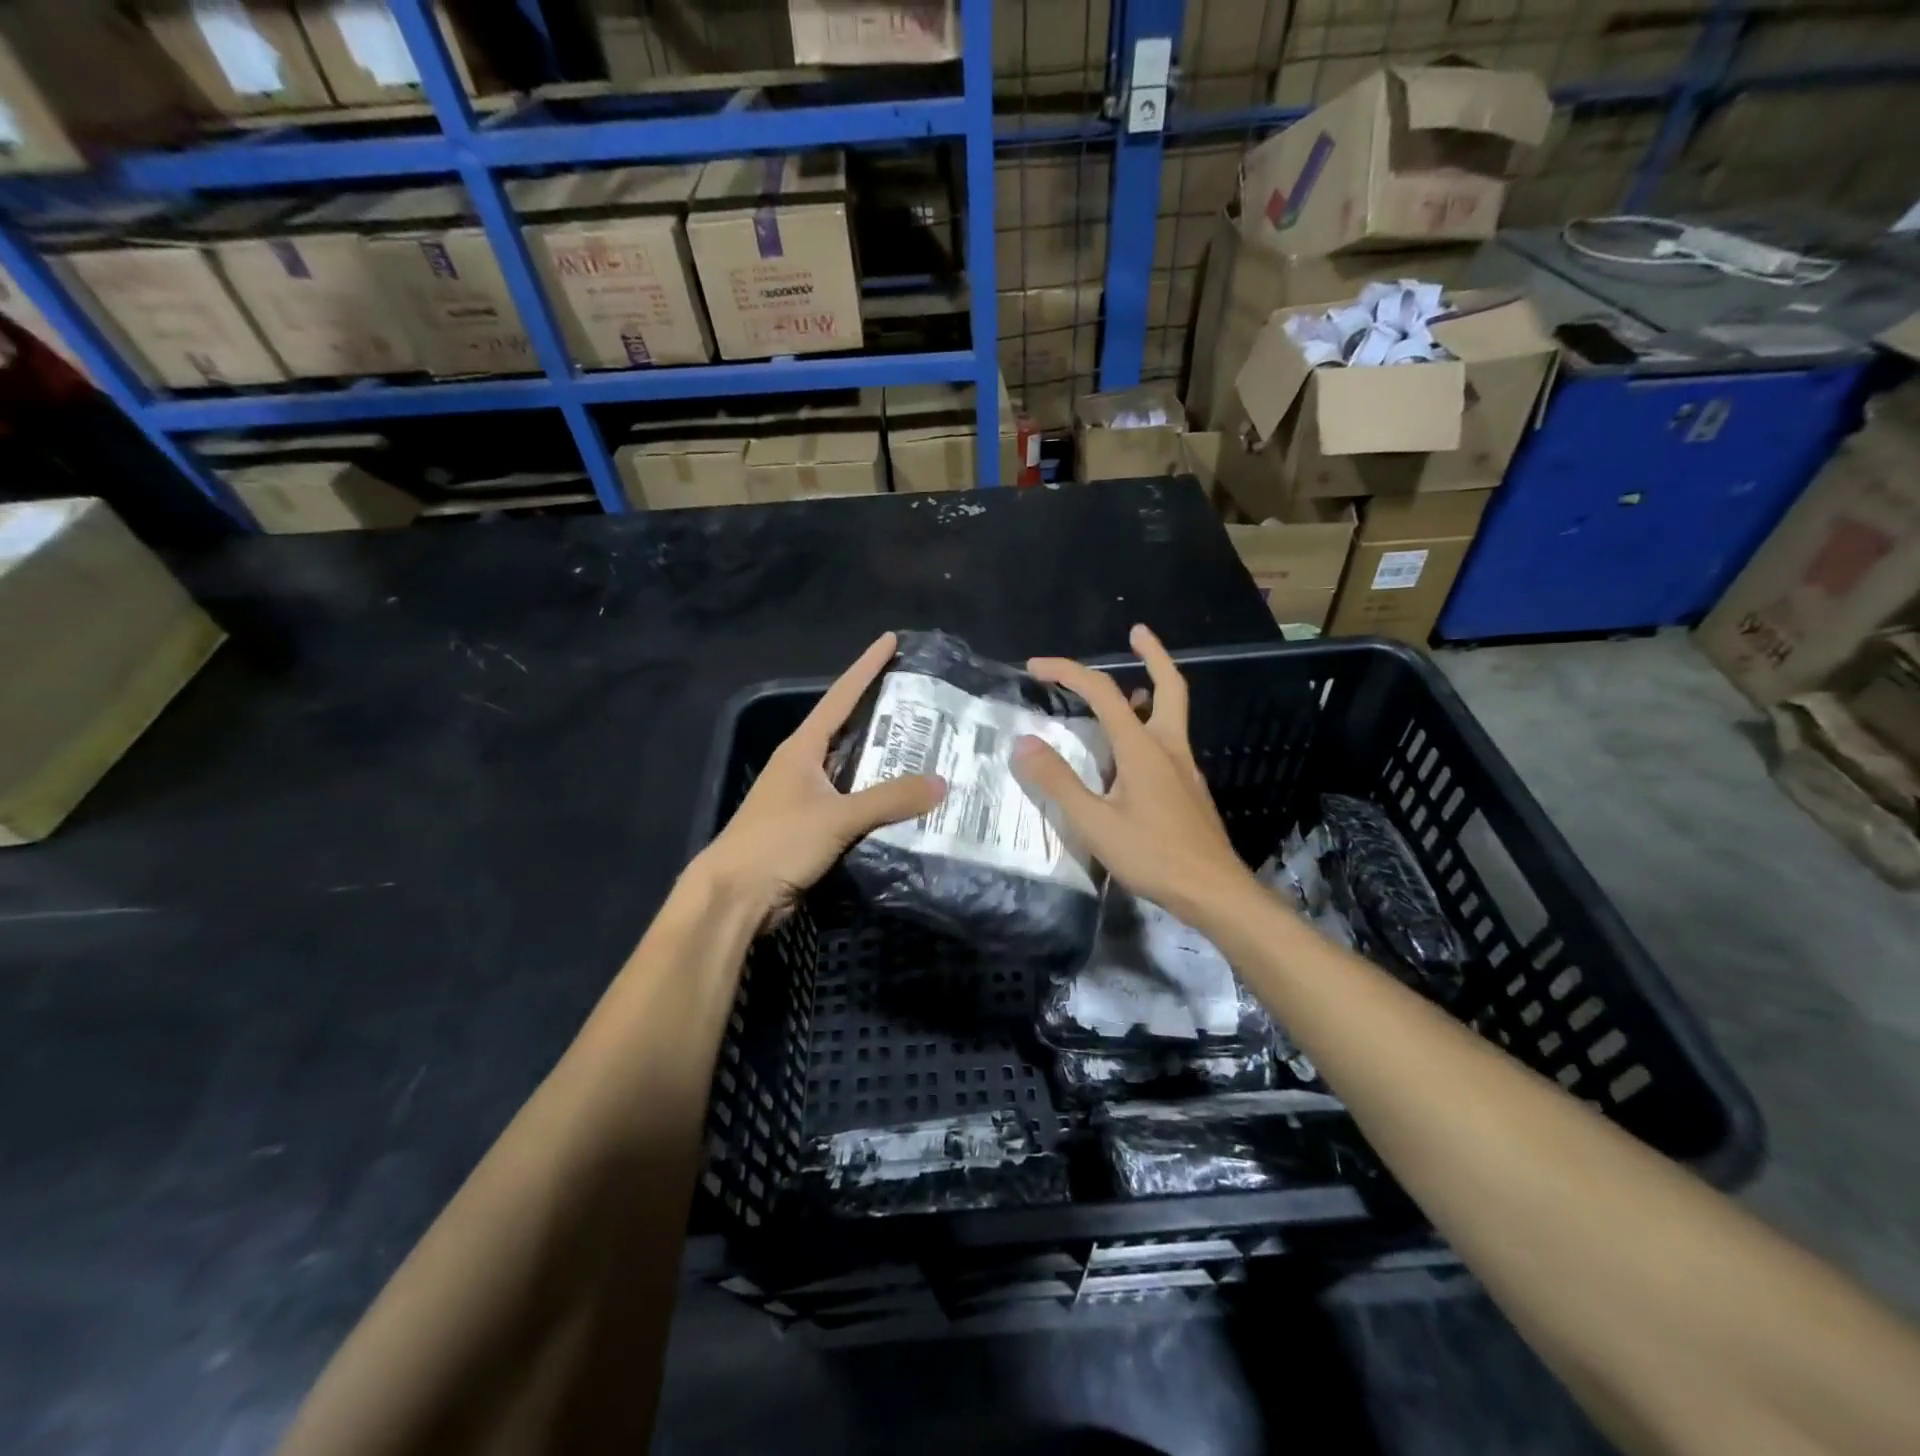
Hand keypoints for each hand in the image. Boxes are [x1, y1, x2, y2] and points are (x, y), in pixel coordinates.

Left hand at [692, 633, 945, 929]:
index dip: (866, 667)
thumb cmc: (778, 842)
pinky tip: (907, 803)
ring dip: (885, 763)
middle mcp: (804, 765)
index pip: (841, 696)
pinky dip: (879, 800)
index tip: (890, 641)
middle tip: (926, 703)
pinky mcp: (812, 827)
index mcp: (802, 748)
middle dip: (884, 716)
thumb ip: (890, 799)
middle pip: (850, 730)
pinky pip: (854, 804)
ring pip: (854, 770)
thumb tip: (942, 782)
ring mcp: (806, 797)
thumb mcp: (837, 817)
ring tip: (928, 750)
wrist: (734, 896)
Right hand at [1012, 624, 1253, 926]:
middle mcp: (1169, 747)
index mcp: (1143, 748)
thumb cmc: (1153, 856)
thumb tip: (1025, 743)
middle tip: (1137, 631)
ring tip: (1127, 688)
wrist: (1215, 892)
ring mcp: (1184, 768)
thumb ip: (1059, 782)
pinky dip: (1149, 725)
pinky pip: (1168, 741)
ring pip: (1171, 714)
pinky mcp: (1188, 790)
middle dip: (1153, 654)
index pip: (1104, 693)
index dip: (1068, 672)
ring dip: (1150, 690)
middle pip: (1169, 686)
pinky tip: (1130, 754)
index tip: (1035, 667)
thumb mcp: (1095, 823)